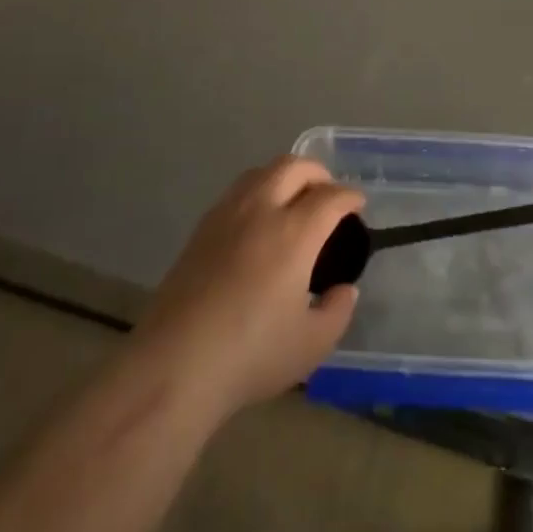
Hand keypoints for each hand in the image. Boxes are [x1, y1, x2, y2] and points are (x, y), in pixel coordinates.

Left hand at [131, 156, 363, 420]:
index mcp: (294, 232)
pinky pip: (238, 191)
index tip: (358, 205)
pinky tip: (260, 222)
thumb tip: (345, 289)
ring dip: (285, 176)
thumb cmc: (250, 355)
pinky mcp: (201, 229)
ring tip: (294, 202)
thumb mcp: (311, 344)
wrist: (174, 365)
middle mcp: (261, 210)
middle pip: (294, 166)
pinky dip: (259, 191)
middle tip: (329, 195)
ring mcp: (226, 215)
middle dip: (319, 174)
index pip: (330, 196)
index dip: (350, 197)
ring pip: (261, 172)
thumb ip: (337, 310)